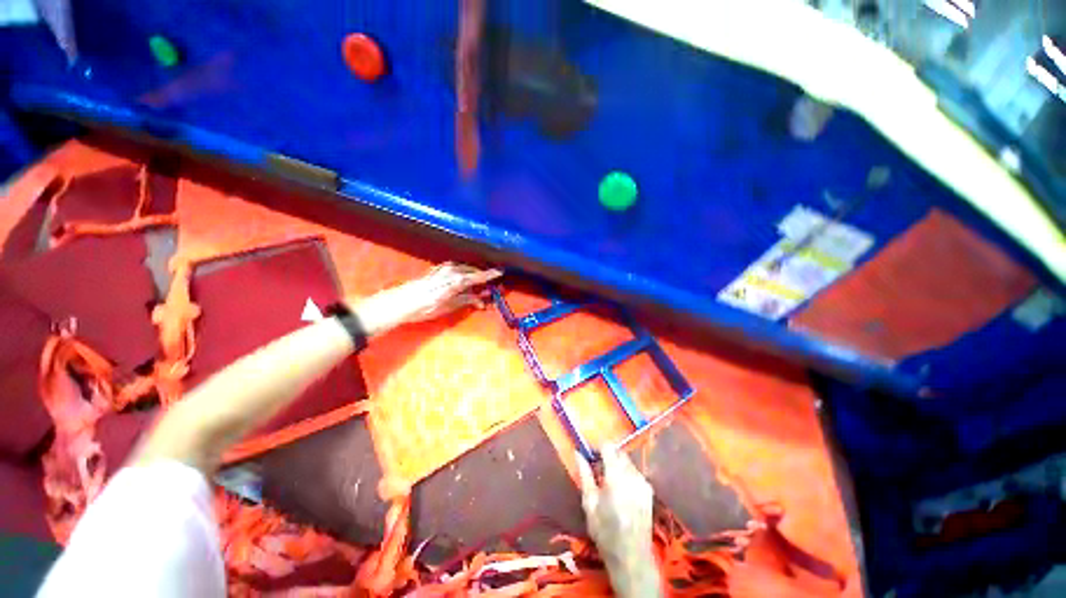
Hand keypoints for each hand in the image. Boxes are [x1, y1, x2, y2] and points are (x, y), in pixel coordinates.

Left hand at [353, 263, 501, 335]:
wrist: (401, 302)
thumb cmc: (425, 308)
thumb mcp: (448, 307)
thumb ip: (466, 301)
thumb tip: (481, 301)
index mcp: (456, 281)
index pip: (476, 277)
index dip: (488, 275)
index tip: (500, 272)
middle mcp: (450, 272)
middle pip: (470, 271)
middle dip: (481, 274)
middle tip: (490, 279)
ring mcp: (442, 270)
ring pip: (462, 268)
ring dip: (471, 272)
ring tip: (477, 278)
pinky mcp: (435, 270)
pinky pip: (454, 267)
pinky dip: (461, 270)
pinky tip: (461, 274)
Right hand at [576, 447, 662, 597]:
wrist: (632, 557)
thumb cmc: (605, 532)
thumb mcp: (589, 504)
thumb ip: (585, 475)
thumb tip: (578, 453)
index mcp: (616, 477)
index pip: (609, 447)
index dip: (598, 447)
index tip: (590, 455)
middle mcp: (633, 475)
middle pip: (619, 453)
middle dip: (608, 456)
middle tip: (597, 469)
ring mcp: (643, 483)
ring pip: (627, 462)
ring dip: (617, 465)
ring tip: (608, 482)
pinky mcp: (649, 491)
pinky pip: (635, 473)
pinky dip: (626, 474)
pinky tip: (621, 491)